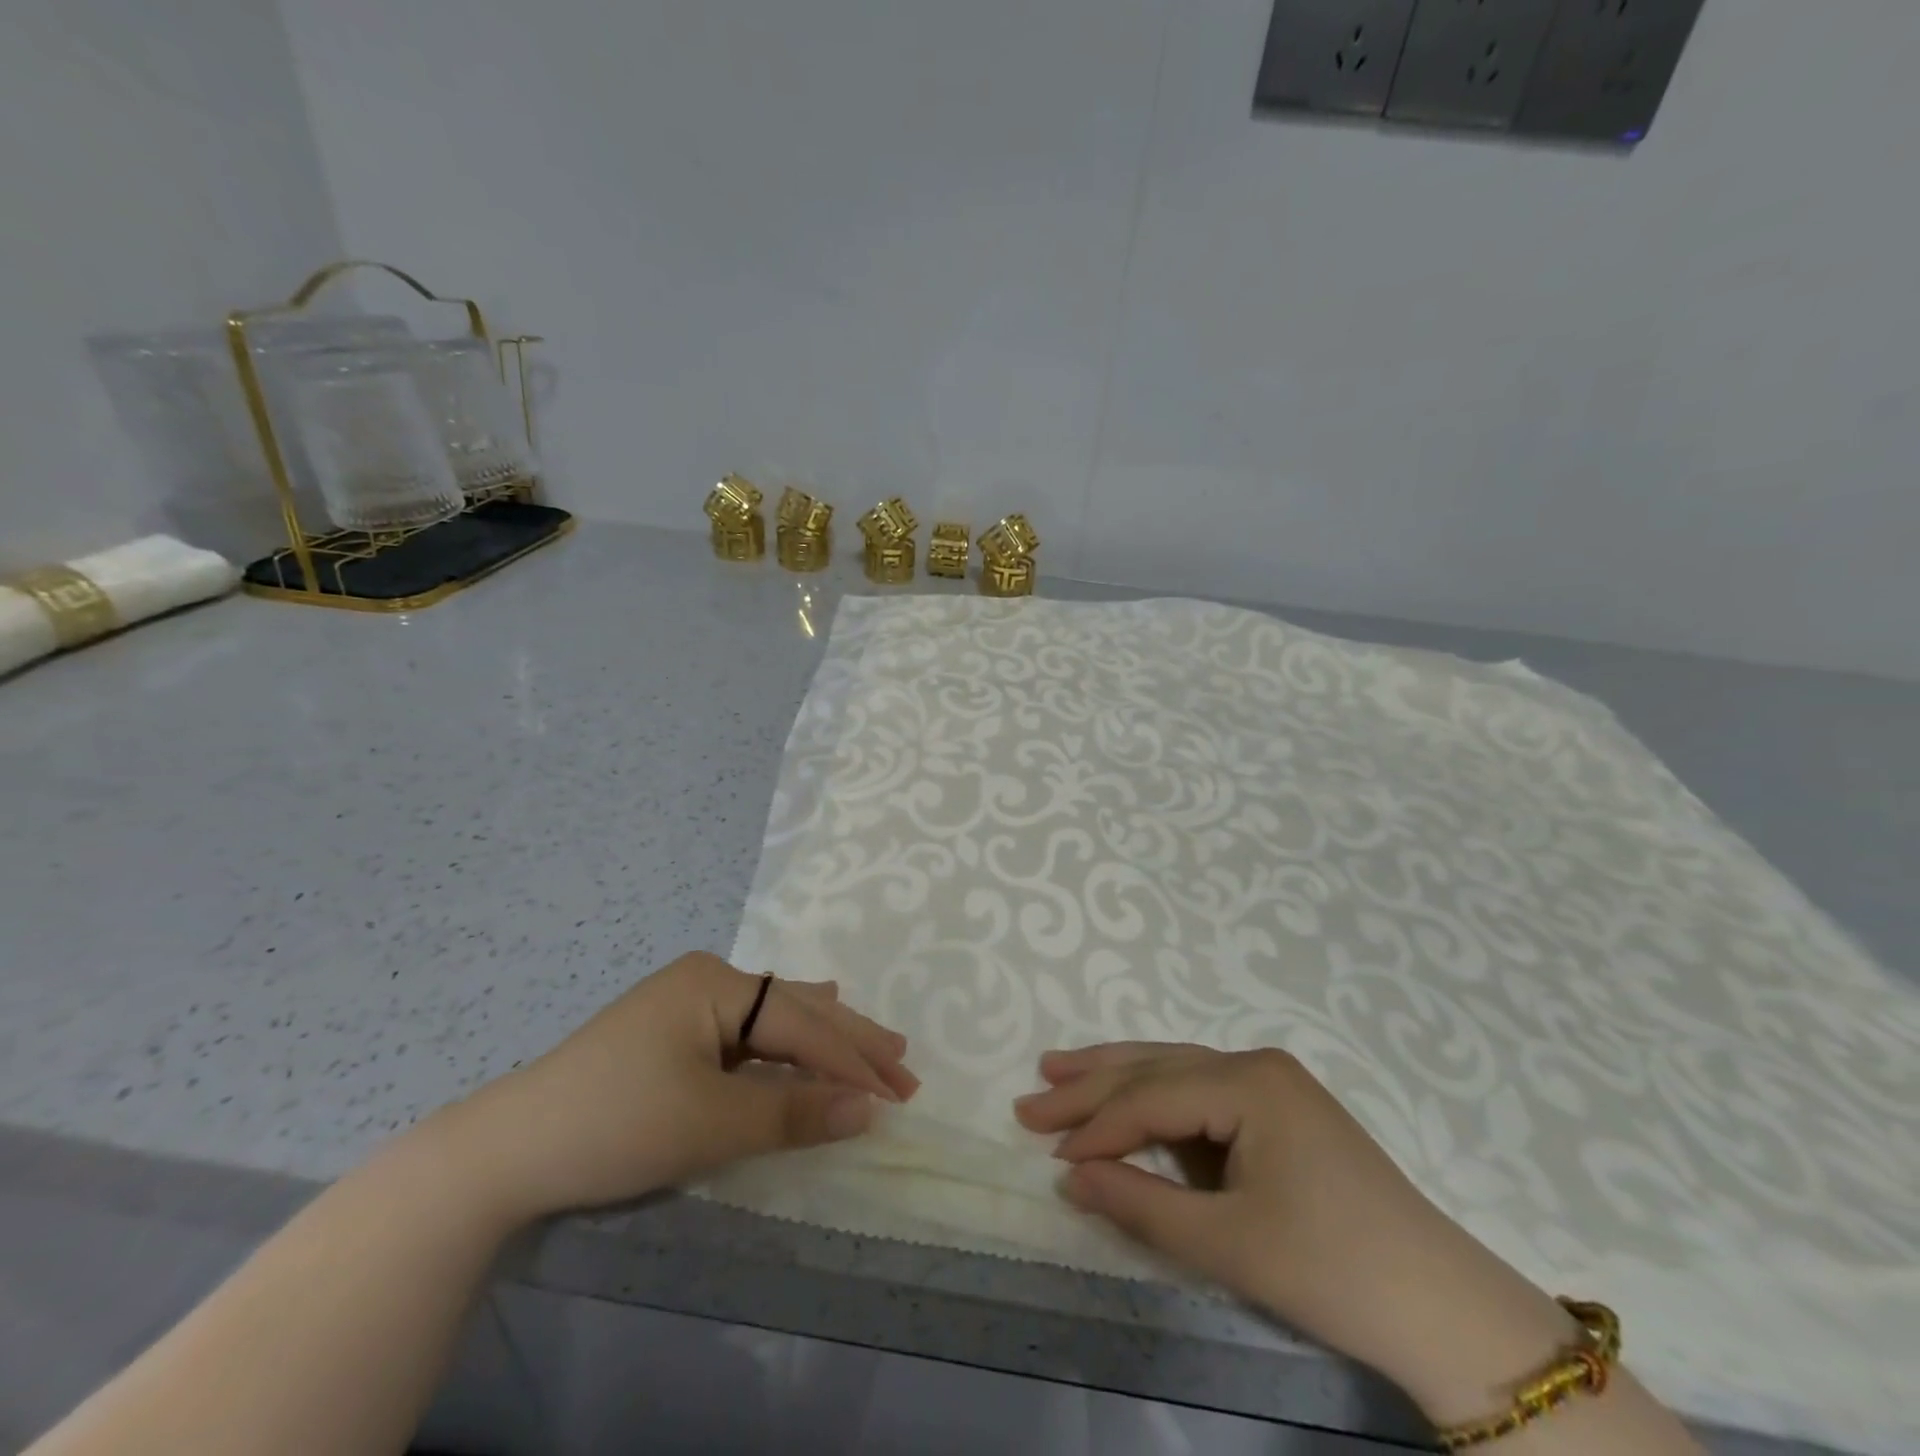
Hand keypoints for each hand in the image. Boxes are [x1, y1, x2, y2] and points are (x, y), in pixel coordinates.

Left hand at [443, 952, 918, 1225]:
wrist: (505, 1151)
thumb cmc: (616, 1123)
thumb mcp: (712, 1121)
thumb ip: (794, 1111)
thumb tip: (869, 1109)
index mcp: (717, 983)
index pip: (802, 1024)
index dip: (851, 1061)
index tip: (898, 1093)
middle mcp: (709, 981)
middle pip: (796, 1010)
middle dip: (850, 1041)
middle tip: (905, 1063)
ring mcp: (689, 1005)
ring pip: (776, 1019)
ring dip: (825, 1039)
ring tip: (877, 1044)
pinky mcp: (676, 1035)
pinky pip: (750, 1035)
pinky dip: (787, 1046)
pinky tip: (808, 1033)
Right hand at [1014, 1043, 1575, 1410]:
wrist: (1446, 1310)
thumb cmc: (1334, 1271)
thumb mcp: (1228, 1243)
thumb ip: (1141, 1205)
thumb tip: (1070, 1177)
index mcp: (1249, 1081)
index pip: (1150, 1097)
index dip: (1096, 1126)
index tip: (1048, 1152)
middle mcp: (1256, 1064)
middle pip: (1156, 1068)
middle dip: (1091, 1084)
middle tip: (1031, 1096)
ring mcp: (1271, 1083)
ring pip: (1175, 1070)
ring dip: (1116, 1078)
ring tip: (1058, 1070)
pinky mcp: (1279, 1110)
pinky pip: (1200, 1093)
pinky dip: (1156, 1102)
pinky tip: (1125, 1102)